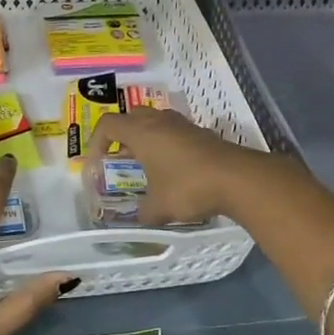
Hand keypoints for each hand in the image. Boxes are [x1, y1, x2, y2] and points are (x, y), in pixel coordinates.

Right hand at [85, 109, 282, 225]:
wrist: (237, 178)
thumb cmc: (188, 187)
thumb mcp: (159, 207)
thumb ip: (144, 212)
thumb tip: (140, 217)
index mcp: (141, 132)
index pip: (108, 124)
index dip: (96, 142)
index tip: (97, 164)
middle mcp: (160, 122)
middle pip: (131, 117)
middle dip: (121, 137)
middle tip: (120, 160)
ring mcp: (183, 125)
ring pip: (155, 122)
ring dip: (146, 139)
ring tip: (145, 165)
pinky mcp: (202, 134)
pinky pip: (174, 132)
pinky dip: (166, 145)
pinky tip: (173, 170)